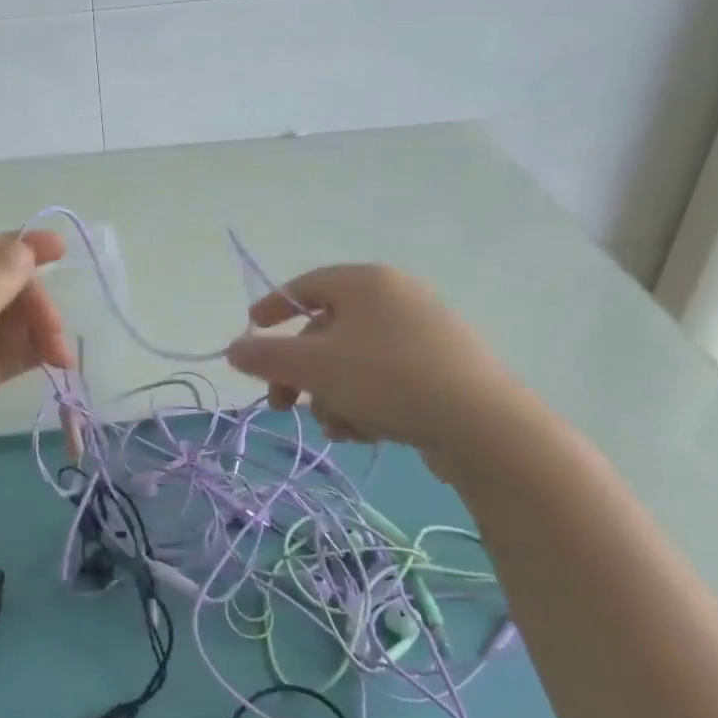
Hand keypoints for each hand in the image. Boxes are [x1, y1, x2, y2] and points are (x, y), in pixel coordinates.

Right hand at [225, 264, 521, 469]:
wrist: (483, 426)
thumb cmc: (387, 379)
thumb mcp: (314, 367)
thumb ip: (266, 356)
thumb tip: (234, 349)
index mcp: (366, 283)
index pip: (306, 285)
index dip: (272, 309)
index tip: (250, 332)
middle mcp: (396, 298)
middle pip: (327, 331)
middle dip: (300, 373)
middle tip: (281, 405)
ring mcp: (424, 333)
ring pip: (353, 362)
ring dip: (332, 396)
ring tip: (338, 428)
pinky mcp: (442, 368)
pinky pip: (385, 378)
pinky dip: (365, 403)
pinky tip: (366, 434)